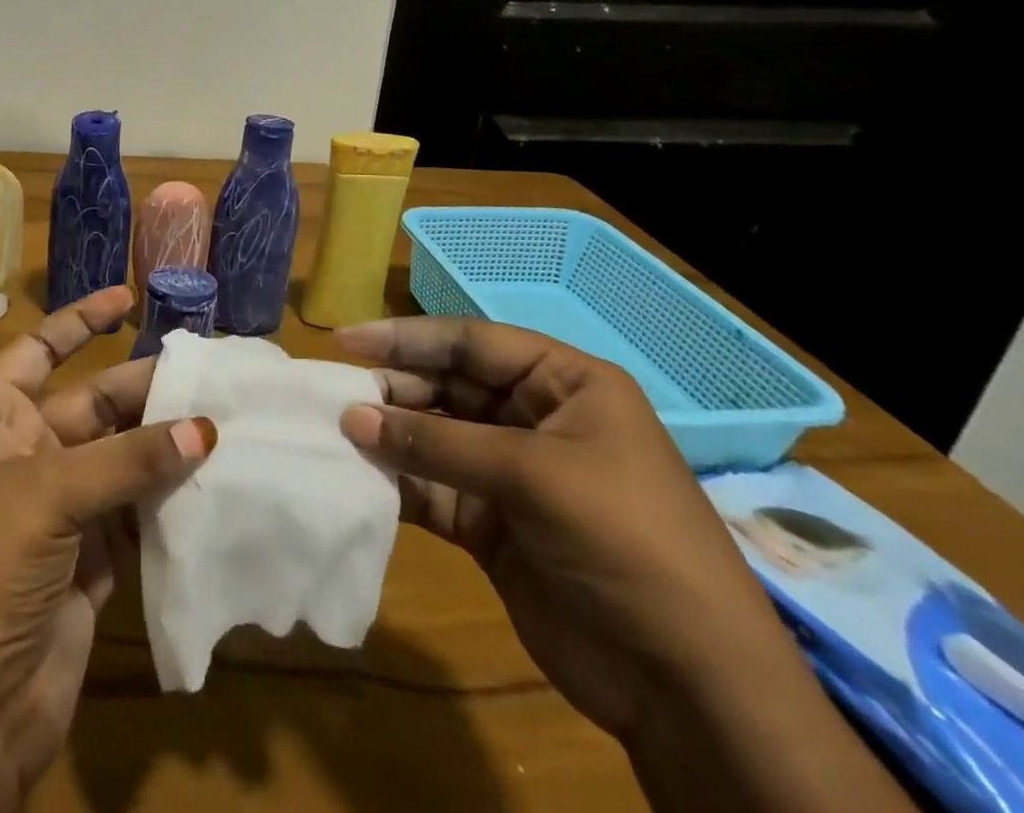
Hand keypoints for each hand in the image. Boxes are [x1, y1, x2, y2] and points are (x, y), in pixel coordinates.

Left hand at [0, 286, 215, 812]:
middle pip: (92, 405)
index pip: (36, 352)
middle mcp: (25, 457)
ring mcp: (59, 512)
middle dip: (142, 389)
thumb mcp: (46, 496)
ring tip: (223, 420)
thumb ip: (127, 460)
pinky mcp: (90, 562)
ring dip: (164, 444)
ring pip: (121, 459)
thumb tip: (205, 426)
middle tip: (206, 376)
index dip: (78, 322)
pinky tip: (211, 482)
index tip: (128, 298)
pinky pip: (136, 513)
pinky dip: (169, 499)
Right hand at [334, 315, 795, 735]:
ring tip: (338, 433)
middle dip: (393, 389)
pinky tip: (360, 478)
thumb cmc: (625, 543)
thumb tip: (351, 416)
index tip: (345, 340)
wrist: (688, 687)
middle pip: (446, 386)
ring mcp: (510, 473)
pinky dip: (397, 482)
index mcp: (564, 385)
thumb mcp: (534, 477)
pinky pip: (432, 487)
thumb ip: (437, 444)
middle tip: (335, 395)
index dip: (407, 337)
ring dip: (389, 436)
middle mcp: (534, 419)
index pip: (471, 343)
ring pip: (433, 436)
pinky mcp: (490, 522)